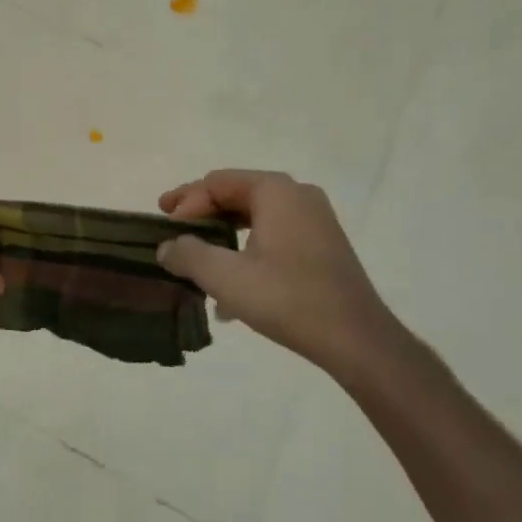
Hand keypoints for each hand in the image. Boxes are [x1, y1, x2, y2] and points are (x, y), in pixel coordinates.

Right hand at [157, 169, 413, 376]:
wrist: (357, 339)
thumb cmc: (287, 298)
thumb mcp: (225, 277)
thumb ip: (188, 254)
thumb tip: (166, 247)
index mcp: (275, 190)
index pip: (216, 183)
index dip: (186, 203)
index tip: (165, 229)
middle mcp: (297, 194)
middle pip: (236, 194)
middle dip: (202, 216)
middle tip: (173, 232)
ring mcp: (315, 219)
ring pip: (255, 217)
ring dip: (223, 237)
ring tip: (198, 262)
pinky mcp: (323, 245)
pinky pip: (274, 235)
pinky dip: (248, 250)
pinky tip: (233, 289)